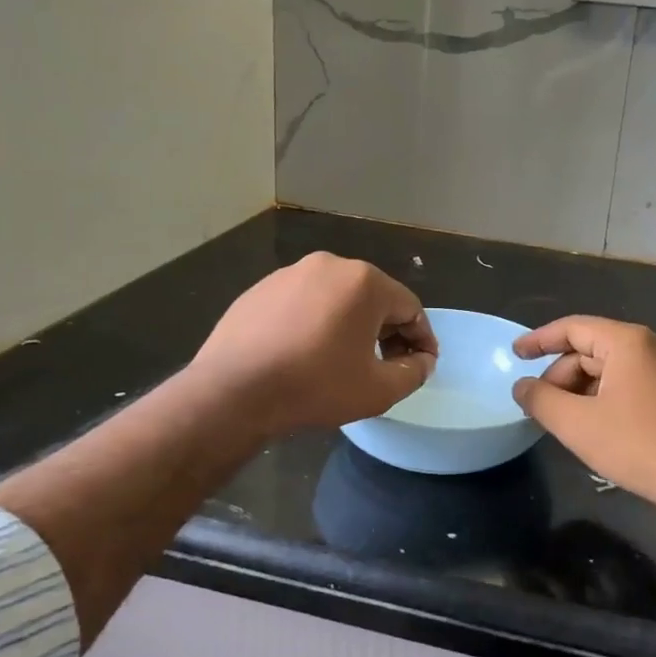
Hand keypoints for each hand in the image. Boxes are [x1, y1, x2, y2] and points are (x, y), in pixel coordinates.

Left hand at [188, 253, 435, 438]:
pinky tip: (306, 354)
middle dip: (387, 331)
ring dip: (351, 325)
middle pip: (373, 298)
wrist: (232, 391)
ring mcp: (290, 273)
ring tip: (345, 360)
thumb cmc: (315, 386)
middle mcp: (330, 265)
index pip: (410, 307)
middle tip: (387, 364)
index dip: (422, 338)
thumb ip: (413, 373)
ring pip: (337, 298)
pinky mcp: (261, 289)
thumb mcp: (378, 390)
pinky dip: (316, 323)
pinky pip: (304, 303)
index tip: (423, 364)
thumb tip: (422, 362)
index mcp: (365, 282)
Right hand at [512, 317, 655, 511]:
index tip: (515, 355)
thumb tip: (522, 386)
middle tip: (542, 406)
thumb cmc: (638, 445)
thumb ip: (541, 399)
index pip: (573, 328)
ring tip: (568, 419)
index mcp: (629, 341)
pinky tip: (599, 422)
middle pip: (594, 348)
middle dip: (563, 374)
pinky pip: (635, 381)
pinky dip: (609, 394)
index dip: (539, 340)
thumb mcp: (577, 424)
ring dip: (585, 388)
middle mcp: (654, 343)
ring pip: (614, 367)